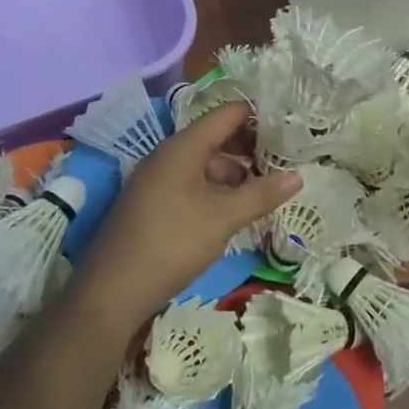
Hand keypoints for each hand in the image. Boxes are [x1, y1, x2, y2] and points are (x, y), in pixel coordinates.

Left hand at [69, 101, 299, 330]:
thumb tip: (298, 176)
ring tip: (264, 192)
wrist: (110, 293)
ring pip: (204, 164)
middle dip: (249, 148)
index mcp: (183, 148)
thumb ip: (260, 195)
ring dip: (234, 174)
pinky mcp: (151, 203)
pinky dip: (215, 190)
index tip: (289, 126)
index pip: (227, 115)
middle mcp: (167, 156)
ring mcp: (156, 180)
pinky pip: (190, 184)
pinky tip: (233, 212)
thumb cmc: (170, 244)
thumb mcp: (222, 219)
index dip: (258, 116)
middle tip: (284, 161)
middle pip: (216, 138)